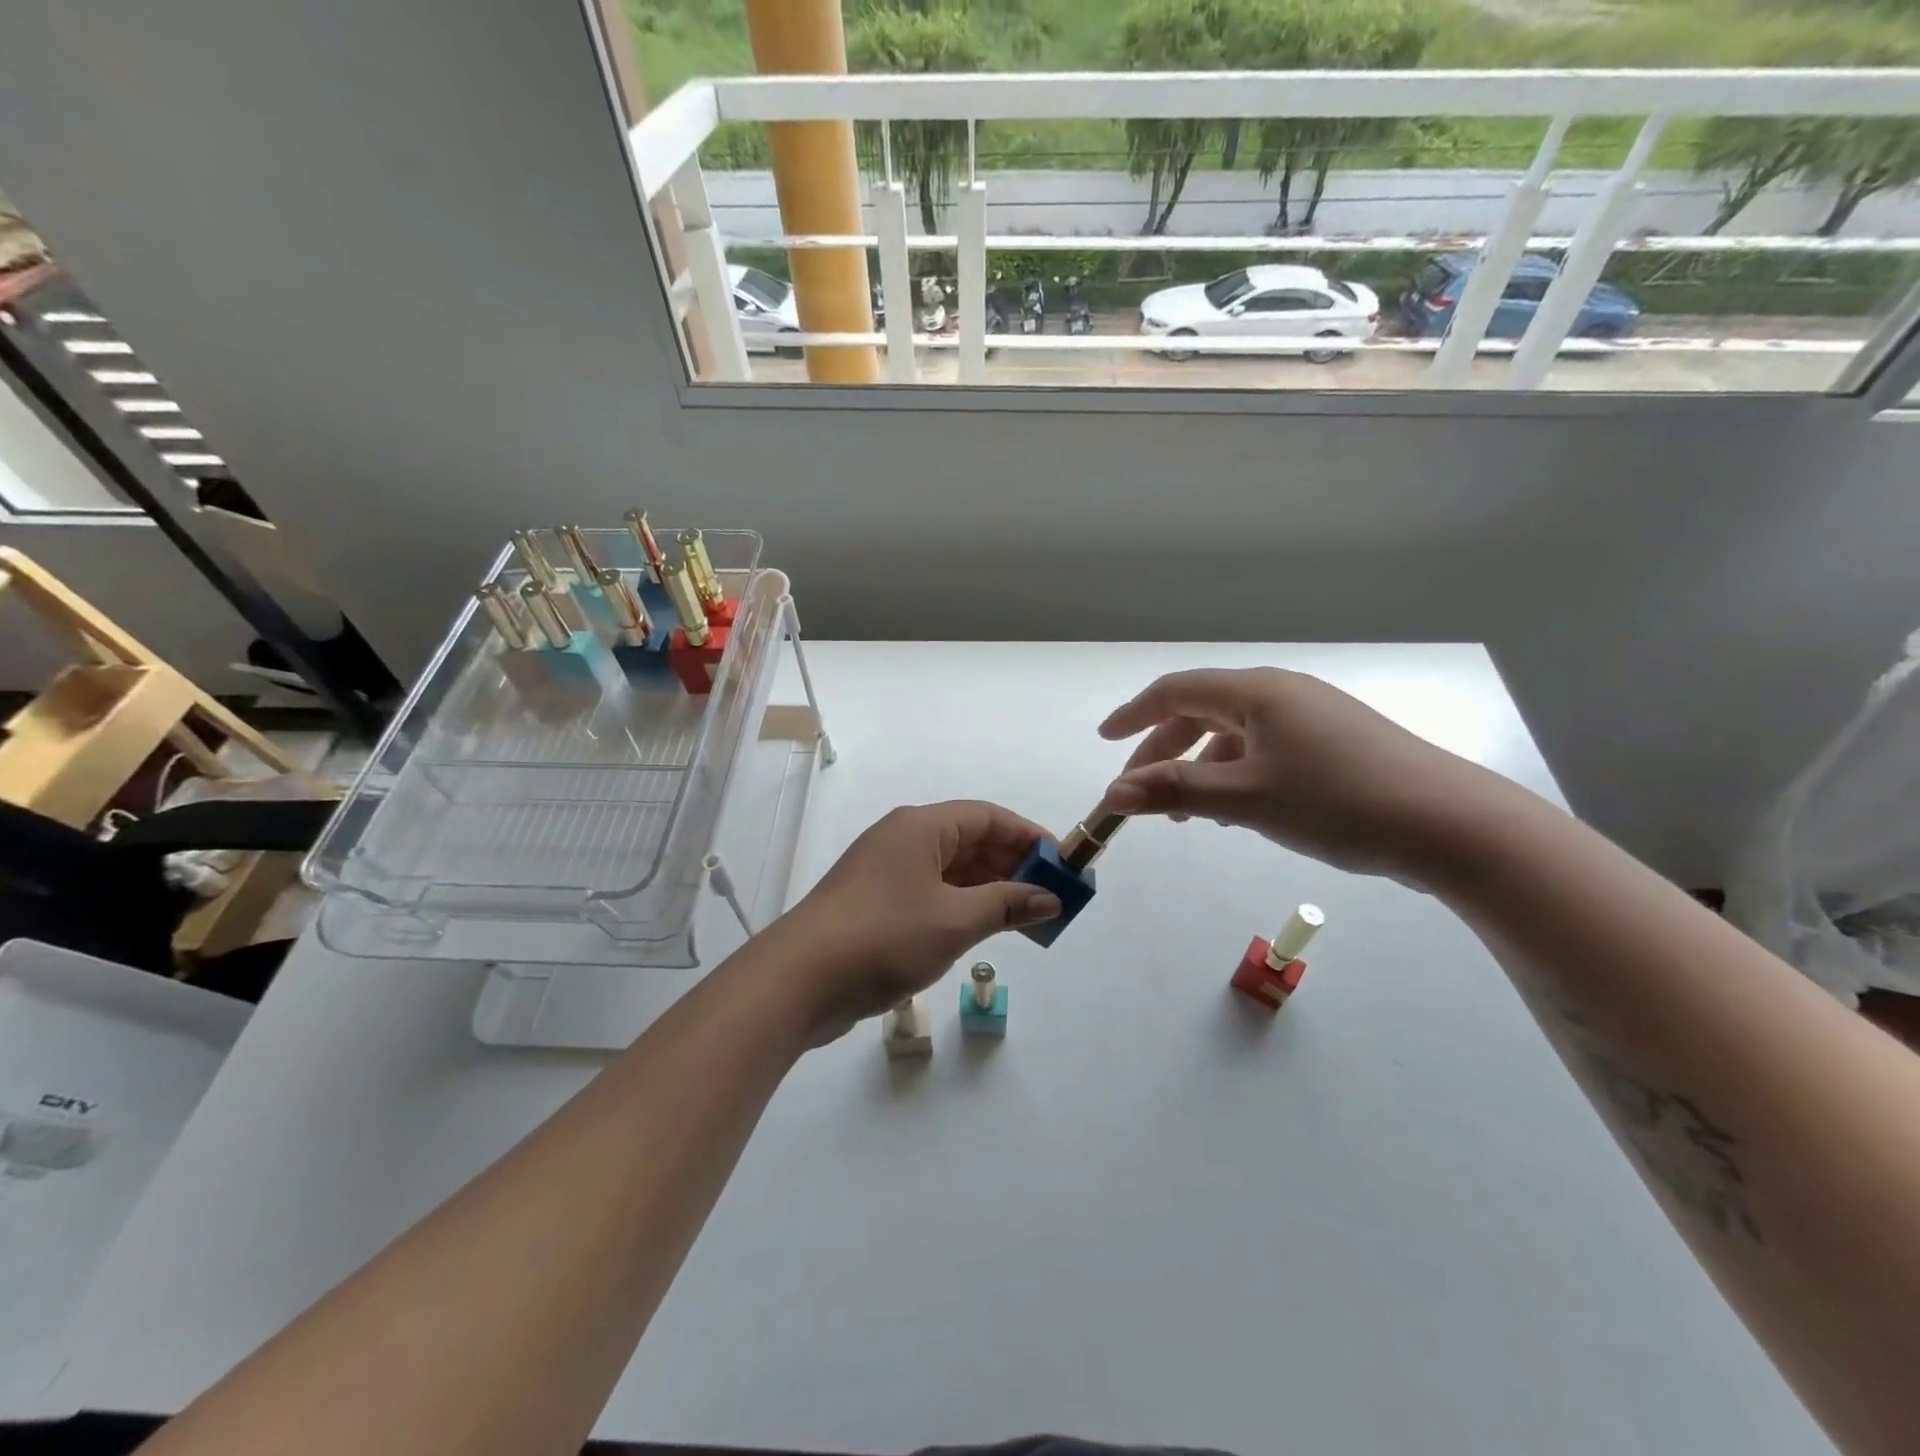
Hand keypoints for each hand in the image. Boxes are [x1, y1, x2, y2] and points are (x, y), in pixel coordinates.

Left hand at [768, 801, 1061, 1043]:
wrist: (800, 980)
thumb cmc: (884, 937)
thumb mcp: (955, 920)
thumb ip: (1006, 904)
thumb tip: (1049, 898)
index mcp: (921, 827)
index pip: (987, 817)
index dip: (1028, 836)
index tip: (1062, 862)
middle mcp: (903, 839)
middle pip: (969, 840)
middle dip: (1011, 864)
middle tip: (1049, 895)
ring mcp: (886, 871)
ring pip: (950, 869)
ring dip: (988, 888)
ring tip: (1025, 917)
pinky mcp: (876, 903)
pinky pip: (931, 892)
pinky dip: (961, 905)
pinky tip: (983, 928)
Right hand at [1097, 667, 1511, 884]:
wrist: (1448, 825)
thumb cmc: (1336, 801)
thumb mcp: (1244, 798)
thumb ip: (1174, 791)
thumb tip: (1113, 794)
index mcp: (1257, 692)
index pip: (1177, 690)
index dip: (1135, 715)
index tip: (1105, 740)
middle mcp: (1282, 694)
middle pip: (1203, 711)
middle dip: (1164, 750)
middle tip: (1141, 792)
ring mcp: (1312, 717)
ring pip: (1235, 734)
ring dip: (1201, 767)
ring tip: (1190, 813)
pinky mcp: (1334, 744)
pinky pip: (1265, 749)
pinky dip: (1236, 774)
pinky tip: (1238, 809)